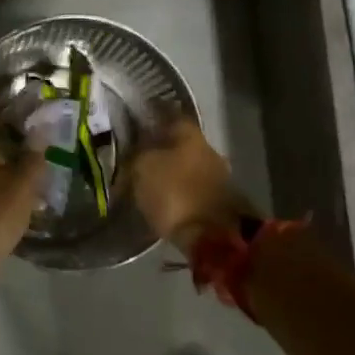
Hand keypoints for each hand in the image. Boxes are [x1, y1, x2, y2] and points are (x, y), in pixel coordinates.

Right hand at [129, 116, 255, 251]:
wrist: (212, 237)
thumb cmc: (174, 194)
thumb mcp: (143, 168)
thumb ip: (138, 153)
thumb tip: (136, 149)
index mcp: (191, 135)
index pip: (170, 117)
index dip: (151, 119)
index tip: (135, 125)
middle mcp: (208, 150)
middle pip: (180, 144)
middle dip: (161, 149)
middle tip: (138, 157)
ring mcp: (218, 177)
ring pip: (188, 167)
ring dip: (171, 172)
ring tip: (149, 182)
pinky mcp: (220, 202)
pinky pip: (192, 189)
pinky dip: (179, 192)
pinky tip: (165, 199)